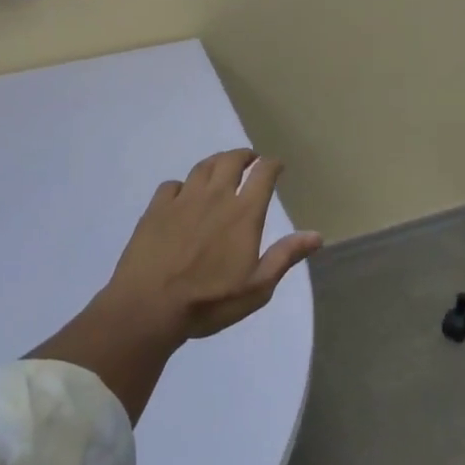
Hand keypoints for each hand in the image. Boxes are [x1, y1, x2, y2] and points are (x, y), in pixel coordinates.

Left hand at [104, 148, 322, 340]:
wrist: (147, 308)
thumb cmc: (208, 301)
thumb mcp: (257, 288)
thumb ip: (285, 256)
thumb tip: (317, 235)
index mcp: (244, 213)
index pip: (263, 173)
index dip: (272, 164)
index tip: (277, 165)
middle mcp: (215, 196)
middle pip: (231, 160)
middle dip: (244, 156)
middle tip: (250, 160)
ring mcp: (183, 199)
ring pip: (203, 166)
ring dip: (216, 162)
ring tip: (221, 168)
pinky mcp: (156, 209)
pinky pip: (172, 185)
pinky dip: (182, 185)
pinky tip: (182, 195)